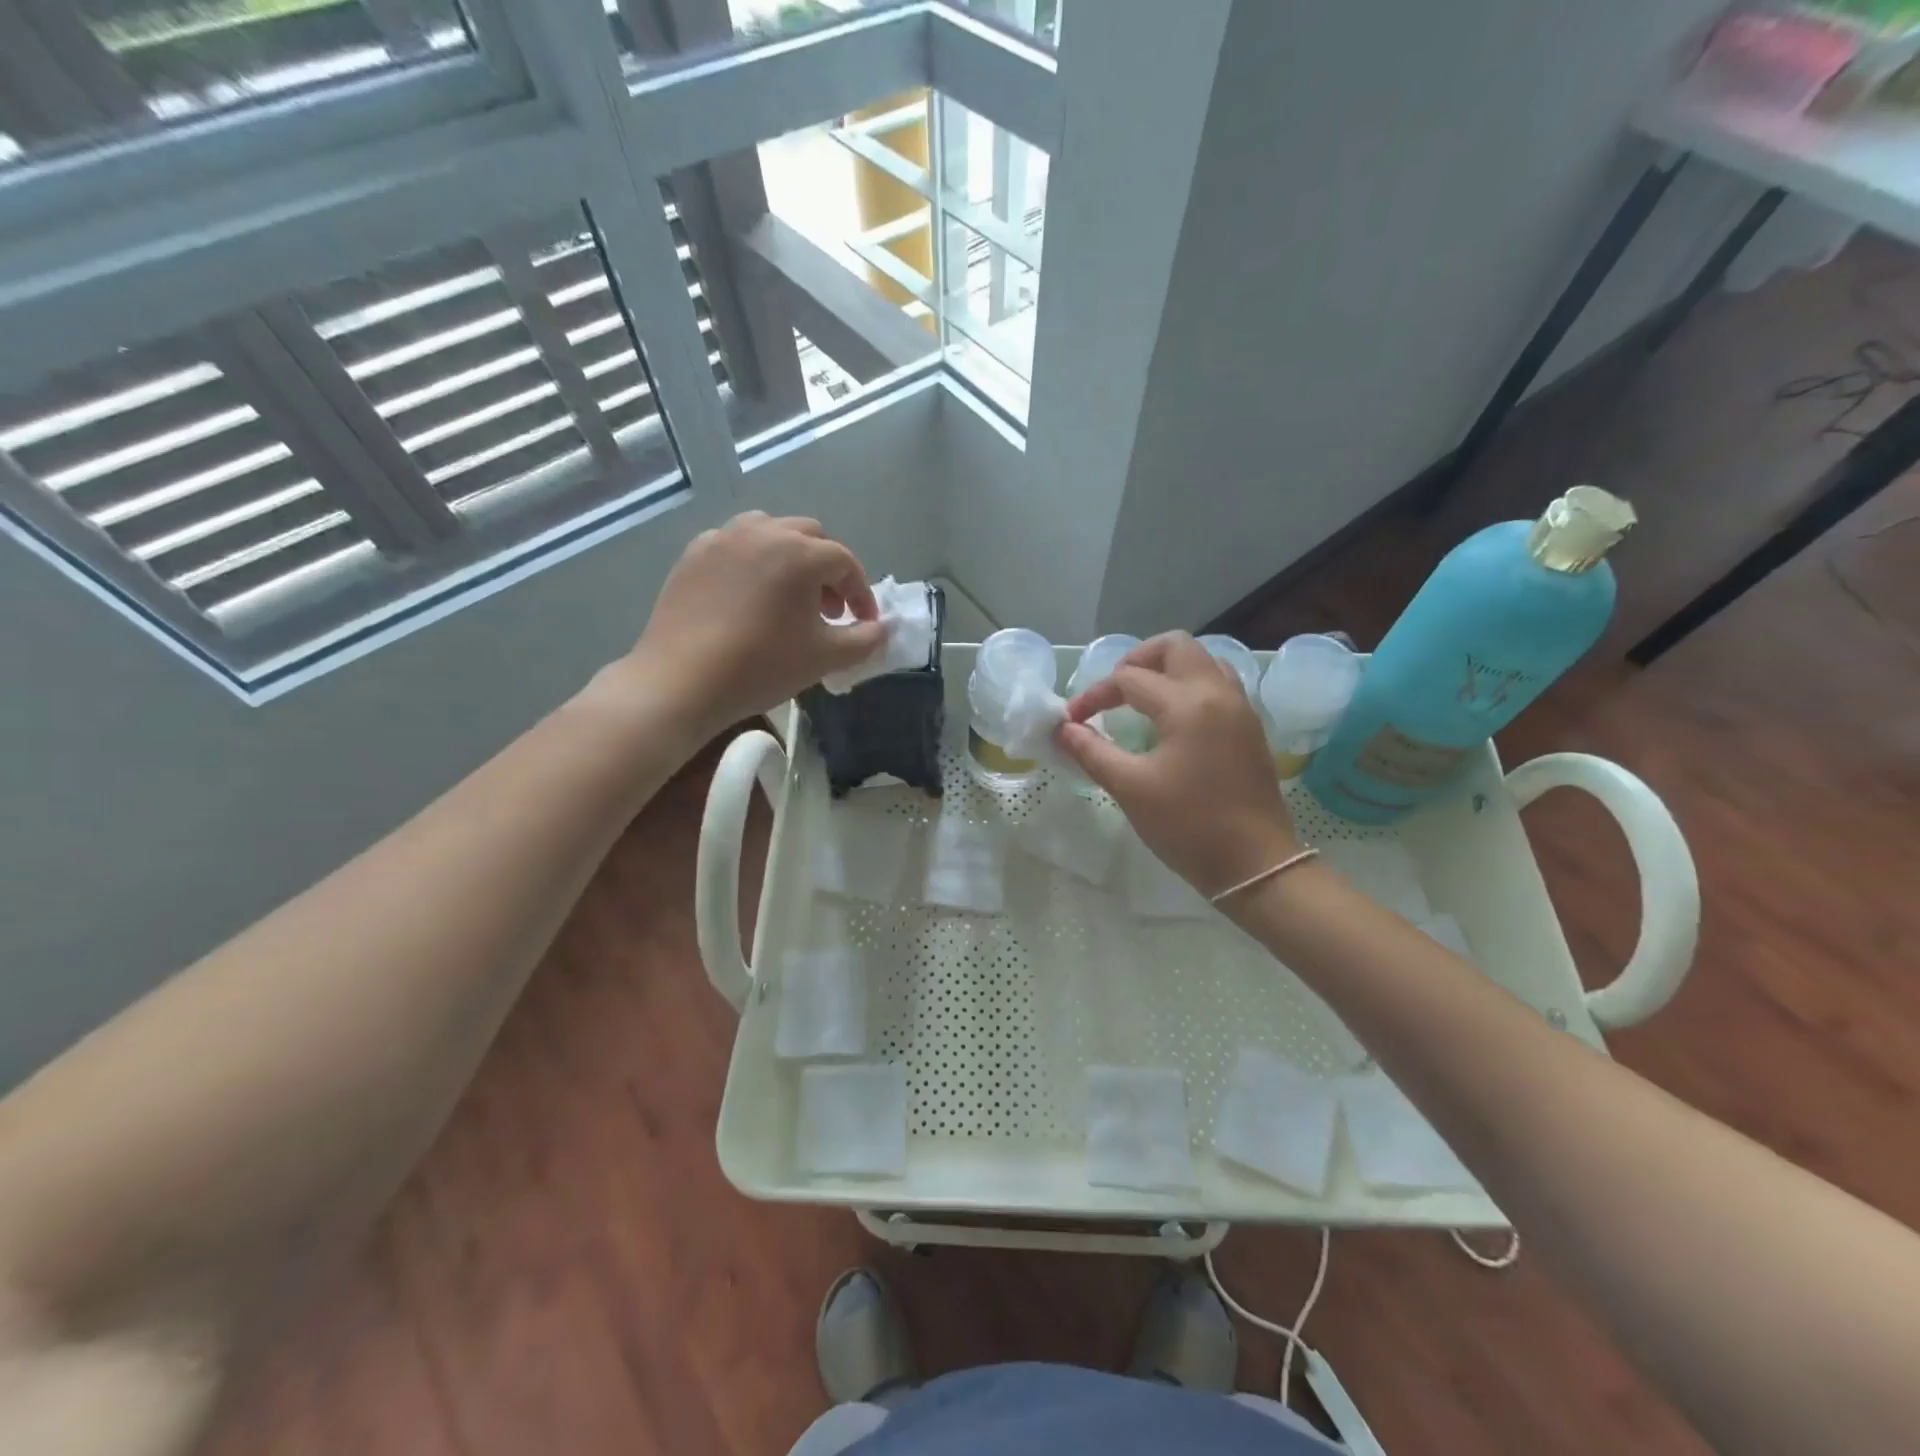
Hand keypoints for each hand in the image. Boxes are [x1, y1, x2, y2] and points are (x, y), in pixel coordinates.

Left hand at [607, 512, 885, 740]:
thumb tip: (881, 629)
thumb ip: (864, 640)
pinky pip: (735, 546)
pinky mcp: (693, 554)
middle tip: (830, 609)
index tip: (863, 623)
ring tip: (789, 597)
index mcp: (799, 553)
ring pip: (770, 532)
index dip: (860, 593)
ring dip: (791, 558)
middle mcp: (762, 532)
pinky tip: (749, 597)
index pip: (845, 562)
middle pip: (810, 537)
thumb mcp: (824, 658)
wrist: (682, 682)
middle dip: (827, 570)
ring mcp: (722, 539)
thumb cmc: (761, 667)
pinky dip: (753, 562)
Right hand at [1056, 632, 1299, 897]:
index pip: (1129, 679)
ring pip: (1203, 661)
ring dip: (1168, 669)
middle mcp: (1218, 693)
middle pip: (1176, 646)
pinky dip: (1190, 685)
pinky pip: (1219, 684)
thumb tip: (1063, 729)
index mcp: (1187, 704)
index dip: (1094, 696)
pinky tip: (1172, 718)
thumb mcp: (1130, 788)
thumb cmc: (1188, 825)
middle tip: (1113, 690)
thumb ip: (1092, 751)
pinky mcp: (1250, 728)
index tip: (1072, 721)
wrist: (1255, 865)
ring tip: (1141, 699)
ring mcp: (1240, 708)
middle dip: (1137, 659)